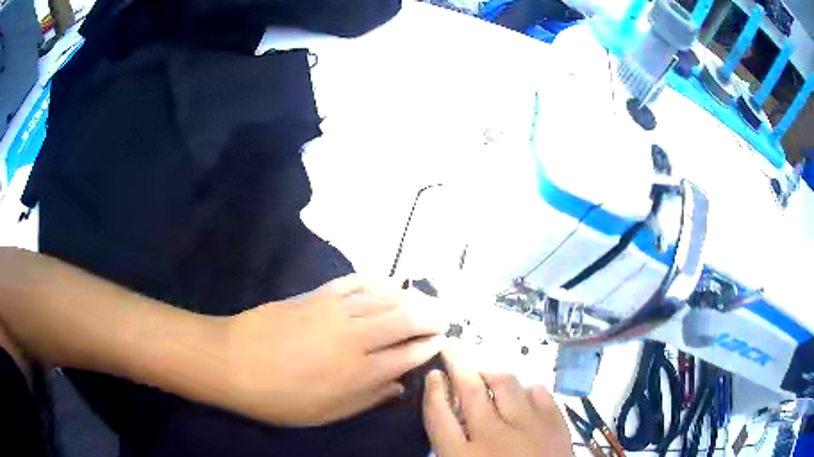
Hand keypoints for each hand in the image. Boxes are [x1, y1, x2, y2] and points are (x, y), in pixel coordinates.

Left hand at [224, 274, 445, 425]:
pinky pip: (356, 282)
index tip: (442, 341)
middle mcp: (356, 338)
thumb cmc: (280, 398)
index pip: (408, 354)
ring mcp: (336, 311)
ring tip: (425, 300)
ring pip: (386, 298)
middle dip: (430, 317)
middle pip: (405, 320)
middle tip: (443, 317)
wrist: (233, 362)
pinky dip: (378, 280)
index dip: (429, 346)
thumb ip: (368, 399)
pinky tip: (389, 282)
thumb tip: (399, 387)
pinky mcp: (318, 295)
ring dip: (411, 297)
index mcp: (360, 373)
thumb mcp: (326, 413)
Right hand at [423, 350, 572, 456]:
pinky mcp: (555, 424)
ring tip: (485, 365)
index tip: (433, 374)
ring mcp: (528, 426)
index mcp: (463, 456)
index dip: (433, 391)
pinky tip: (523, 390)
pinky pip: (539, 393)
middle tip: (452, 345)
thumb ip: (453, 447)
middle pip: (470, 391)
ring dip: (492, 370)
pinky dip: (527, 387)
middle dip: (458, 364)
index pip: (439, 415)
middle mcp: (493, 435)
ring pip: (506, 384)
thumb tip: (449, 419)